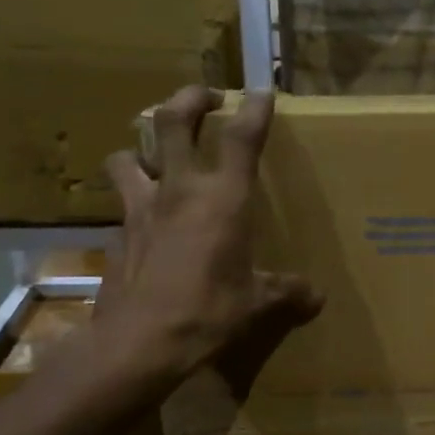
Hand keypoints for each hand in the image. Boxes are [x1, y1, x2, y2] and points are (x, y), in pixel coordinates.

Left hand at [97, 86, 322, 379]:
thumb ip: (287, 292)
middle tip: (205, 97)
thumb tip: (318, 297)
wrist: (139, 342)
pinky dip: (132, 203)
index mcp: (223, 199)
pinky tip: (144, 223)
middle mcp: (179, 190)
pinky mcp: (116, 234)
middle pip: (173, 121)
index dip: (254, 109)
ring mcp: (141, 208)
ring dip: (142, 148)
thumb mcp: (256, 304)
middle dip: (190, 99)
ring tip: (155, 156)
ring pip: (128, 156)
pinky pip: (121, 205)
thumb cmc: (208, 313)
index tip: (261, 93)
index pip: (241, 138)